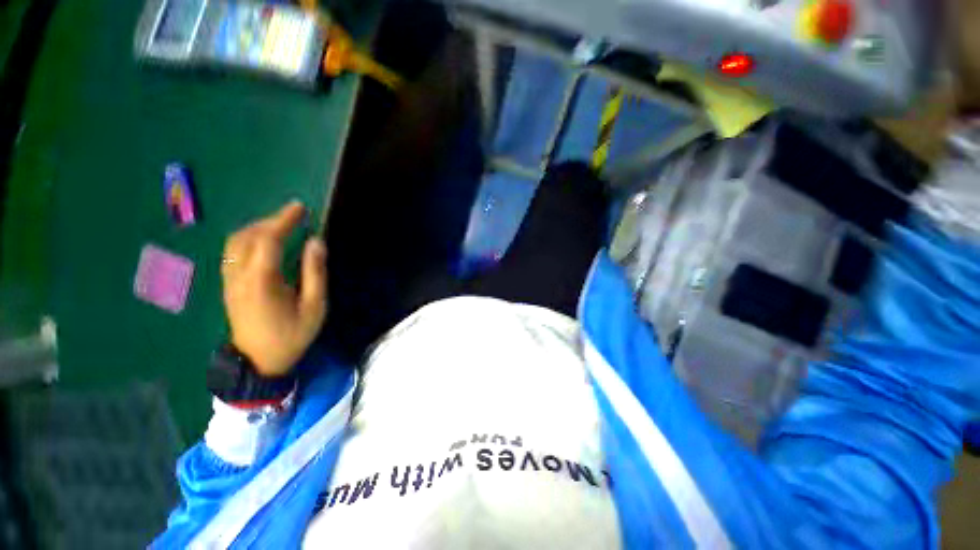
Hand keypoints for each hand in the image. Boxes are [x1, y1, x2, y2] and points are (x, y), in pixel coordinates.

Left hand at [221, 201, 327, 376]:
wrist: (258, 362)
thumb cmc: (291, 335)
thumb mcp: (314, 306)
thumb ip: (315, 272)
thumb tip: (316, 242)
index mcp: (261, 281)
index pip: (268, 239)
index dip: (284, 220)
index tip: (300, 207)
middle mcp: (239, 276)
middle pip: (247, 236)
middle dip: (271, 221)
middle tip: (294, 216)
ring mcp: (229, 281)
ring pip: (235, 243)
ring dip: (257, 228)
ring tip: (280, 226)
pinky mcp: (228, 286)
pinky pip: (232, 253)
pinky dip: (248, 239)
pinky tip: (264, 242)